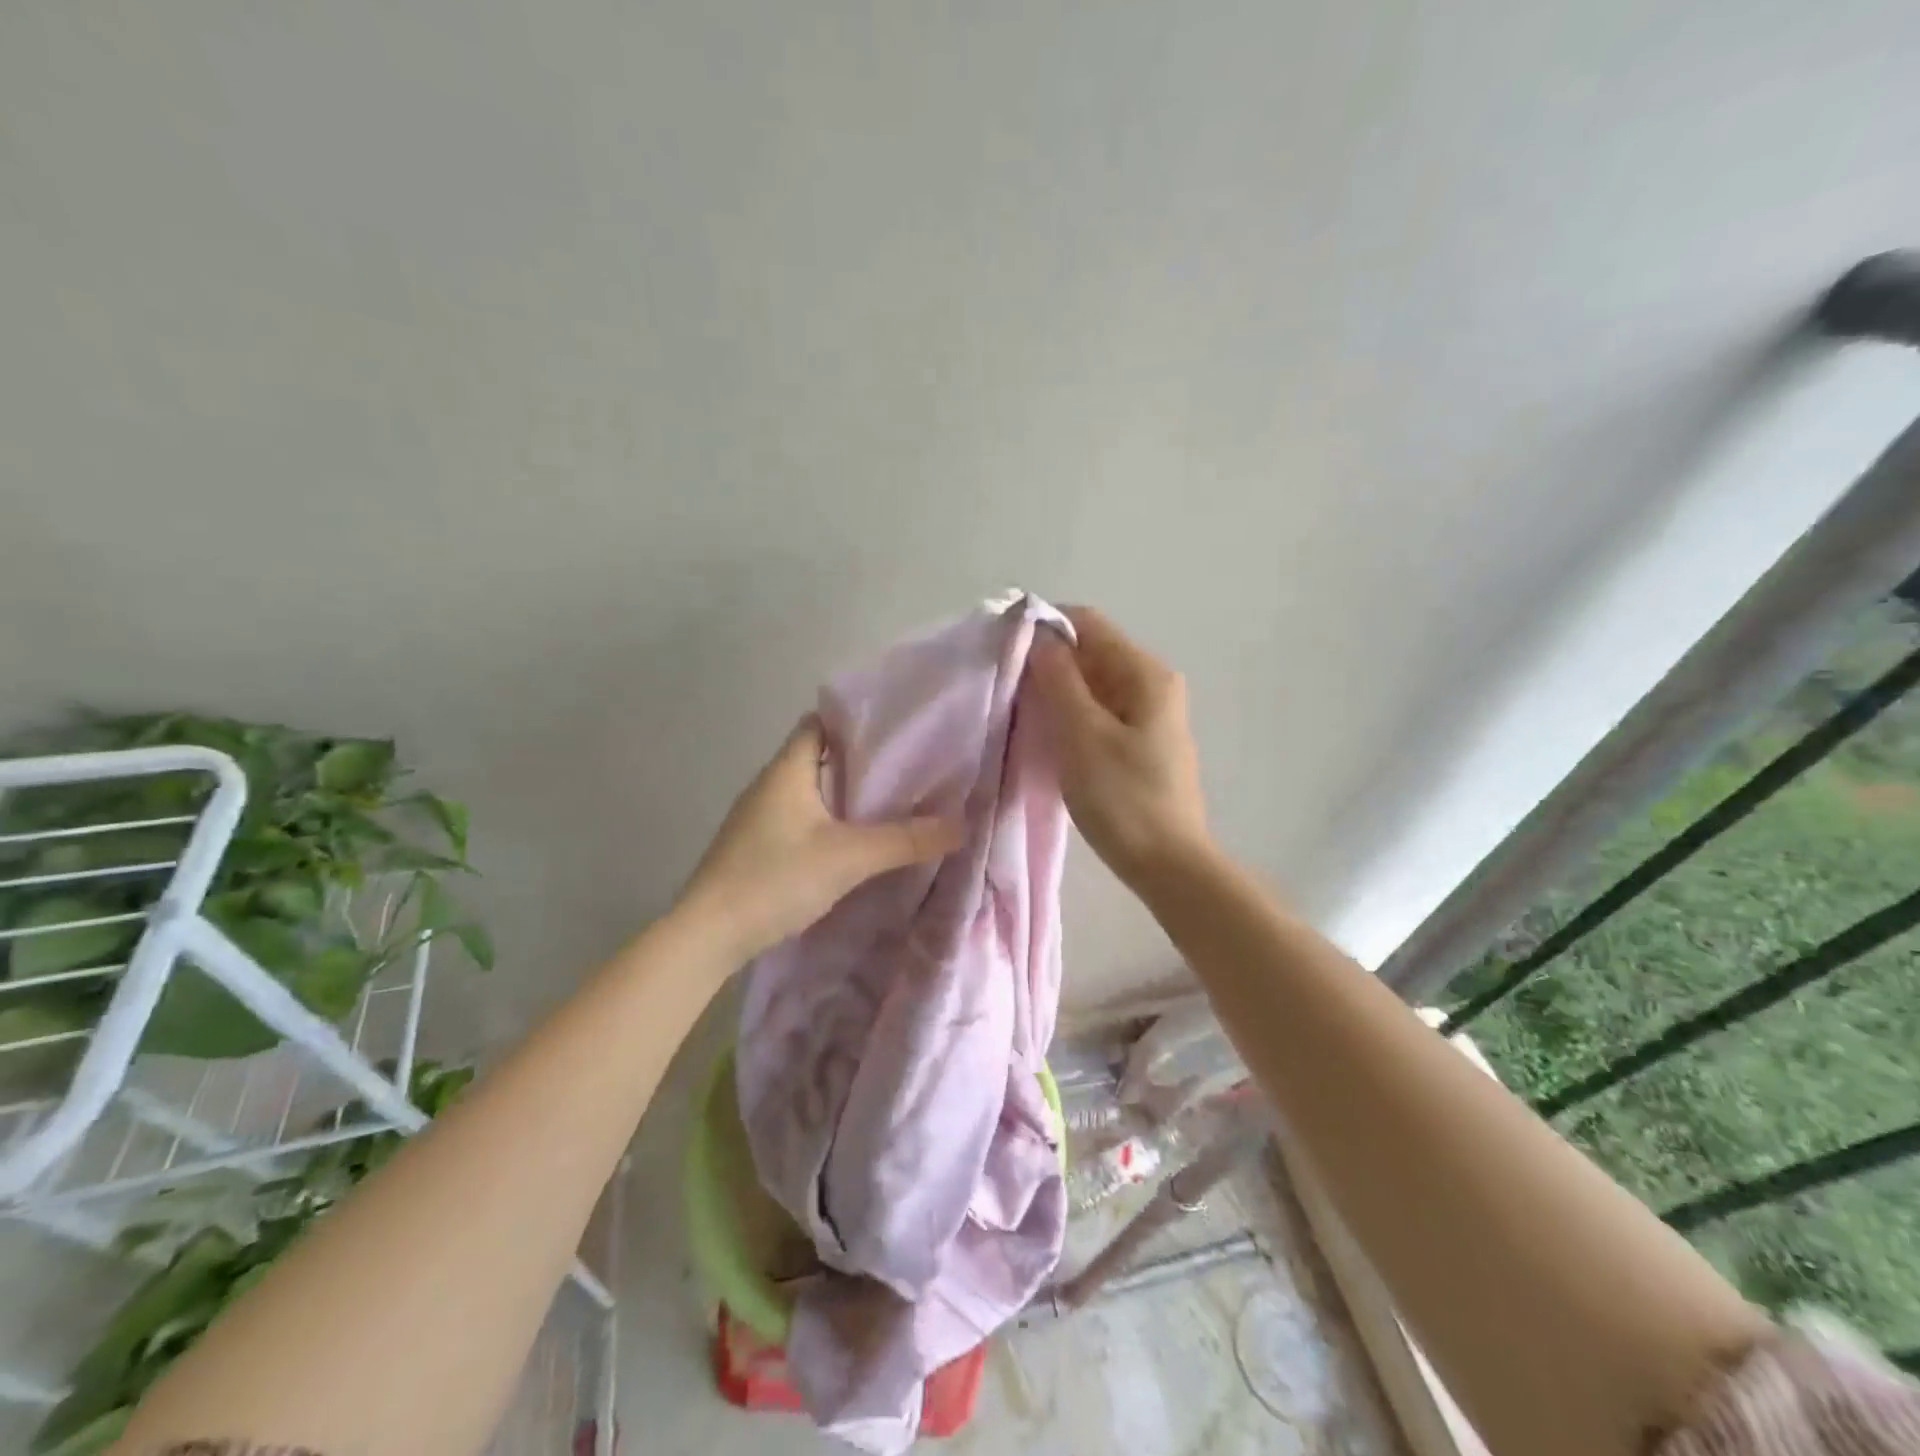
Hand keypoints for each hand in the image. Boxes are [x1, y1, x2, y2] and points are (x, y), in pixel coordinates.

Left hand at [675, 717, 963, 964]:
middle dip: (860, 761)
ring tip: (890, 802)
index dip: (856, 721)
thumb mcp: (849, 857)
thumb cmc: (775, 878)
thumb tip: (961, 824)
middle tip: (908, 769)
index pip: (820, 723)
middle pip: (818, 756)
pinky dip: (828, 821)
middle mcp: (769, 785)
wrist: (708, 935)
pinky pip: (800, 819)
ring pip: (810, 791)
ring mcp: (758, 817)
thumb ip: (905, 840)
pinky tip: (853, 841)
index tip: (897, 730)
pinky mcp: (757, 846)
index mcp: (786, 770)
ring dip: (844, 794)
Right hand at [1028, 606, 1210, 888]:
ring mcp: (1150, 714)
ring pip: (1093, 684)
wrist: (1168, 865)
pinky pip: (1100, 711)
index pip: (1087, 623)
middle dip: (1048, 664)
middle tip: (1008, 689)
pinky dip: (1072, 715)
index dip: (1044, 629)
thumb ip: (1058, 679)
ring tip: (1023, 714)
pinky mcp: (1141, 742)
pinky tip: (1050, 737)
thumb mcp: (1081, 734)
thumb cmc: (1122, 798)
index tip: (1006, 651)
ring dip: (1057, 692)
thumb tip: (1039, 636)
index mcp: (1145, 672)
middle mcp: (1153, 683)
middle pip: (1091, 652)